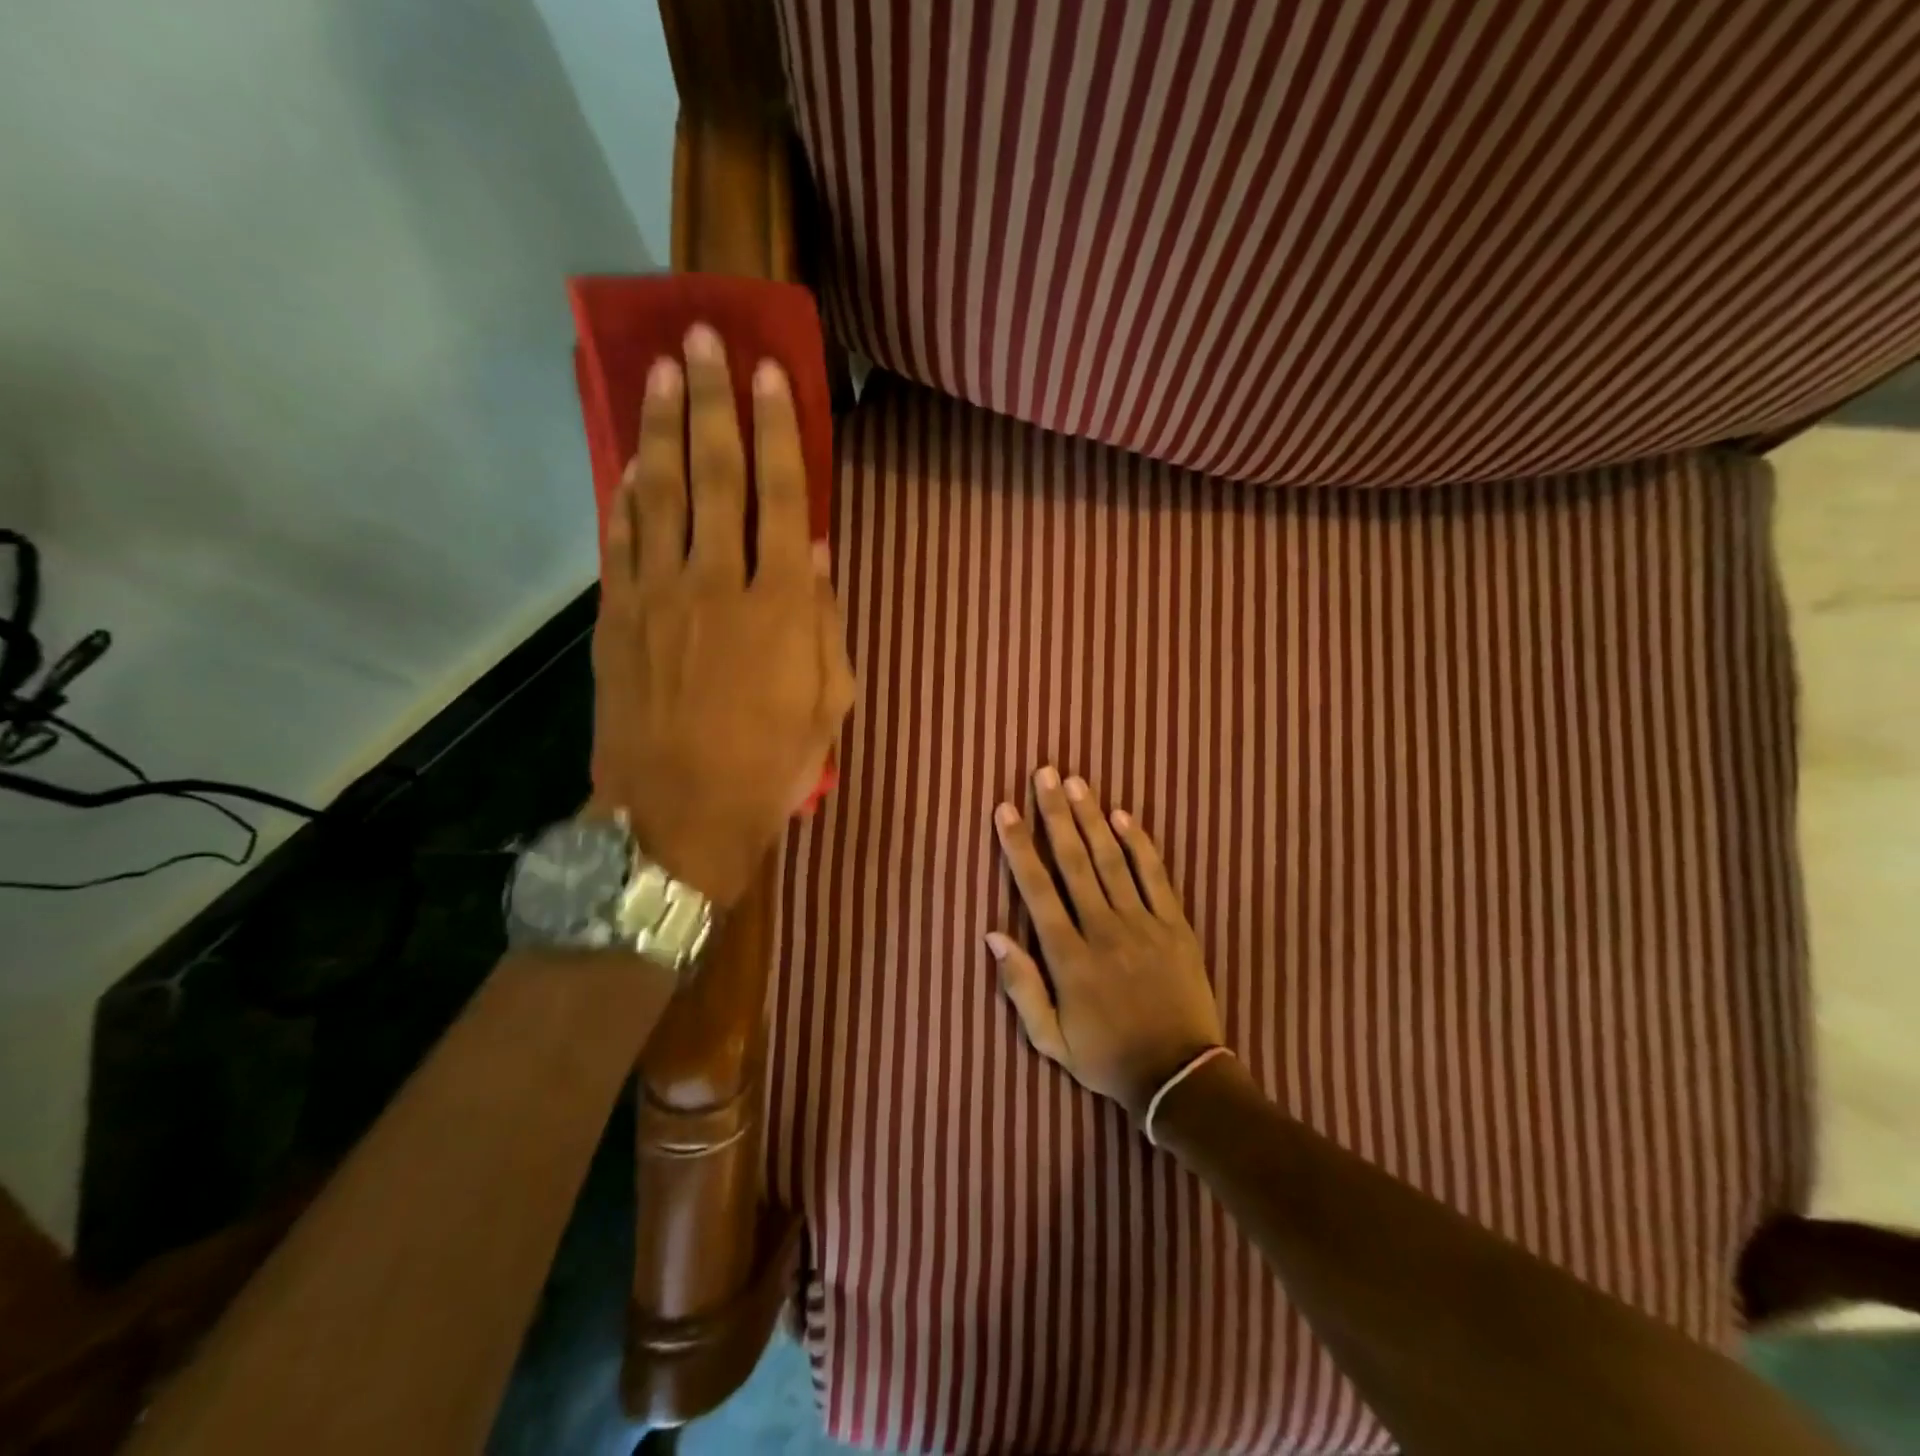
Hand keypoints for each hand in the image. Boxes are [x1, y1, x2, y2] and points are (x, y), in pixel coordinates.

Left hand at [590, 323, 854, 906]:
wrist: (679, 815)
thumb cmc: (771, 765)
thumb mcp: (829, 702)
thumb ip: (826, 622)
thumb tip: (820, 553)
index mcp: (781, 605)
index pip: (783, 496)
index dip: (778, 430)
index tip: (769, 374)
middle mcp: (718, 582)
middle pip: (715, 473)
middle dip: (712, 400)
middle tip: (705, 336)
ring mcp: (659, 596)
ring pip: (659, 491)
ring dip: (660, 425)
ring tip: (660, 369)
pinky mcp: (617, 618)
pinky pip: (620, 540)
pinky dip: (625, 494)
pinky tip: (628, 459)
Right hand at [986, 767, 1225, 1122]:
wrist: (1179, 1078)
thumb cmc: (1106, 1057)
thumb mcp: (1049, 1039)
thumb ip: (1020, 986)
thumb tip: (992, 935)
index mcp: (1068, 957)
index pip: (1037, 889)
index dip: (1019, 846)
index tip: (1006, 809)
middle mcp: (1103, 930)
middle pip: (1073, 861)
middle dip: (1055, 814)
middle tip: (1045, 773)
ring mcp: (1143, 925)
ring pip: (1111, 860)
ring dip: (1091, 818)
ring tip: (1076, 782)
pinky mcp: (1175, 926)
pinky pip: (1155, 877)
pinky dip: (1138, 844)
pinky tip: (1123, 816)